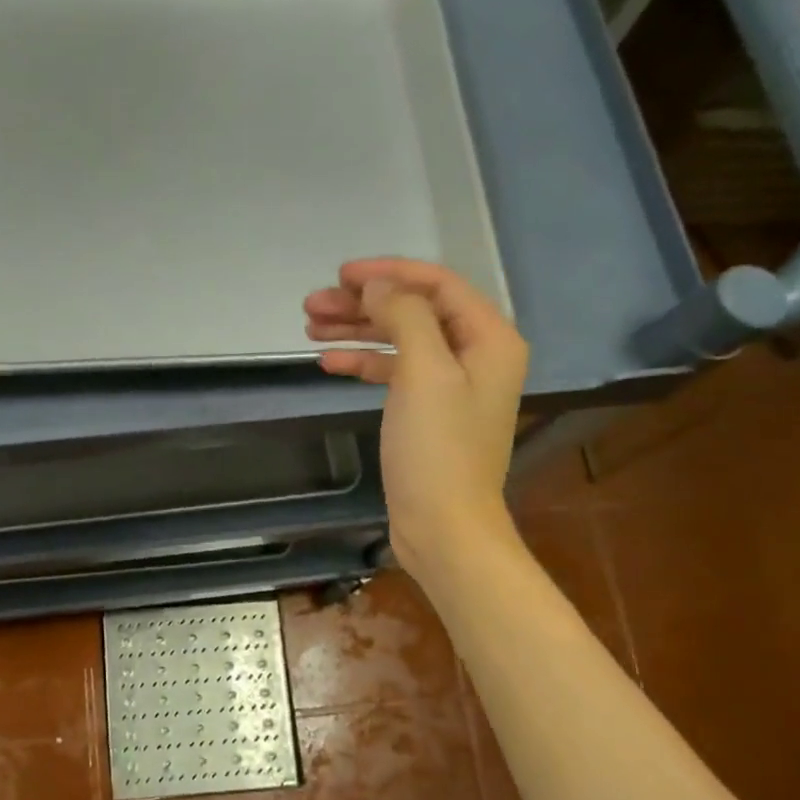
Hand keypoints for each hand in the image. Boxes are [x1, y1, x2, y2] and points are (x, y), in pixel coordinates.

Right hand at [305, 257, 526, 581]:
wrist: (444, 527)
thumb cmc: (438, 449)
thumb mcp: (424, 372)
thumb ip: (404, 316)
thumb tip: (378, 285)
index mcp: (489, 338)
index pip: (438, 284)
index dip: (389, 272)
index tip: (342, 274)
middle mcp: (475, 355)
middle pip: (414, 311)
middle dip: (364, 304)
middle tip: (313, 304)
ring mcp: (451, 385)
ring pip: (399, 340)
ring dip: (357, 331)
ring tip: (310, 327)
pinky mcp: (428, 412)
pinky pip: (395, 372)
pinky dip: (363, 363)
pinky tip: (329, 362)